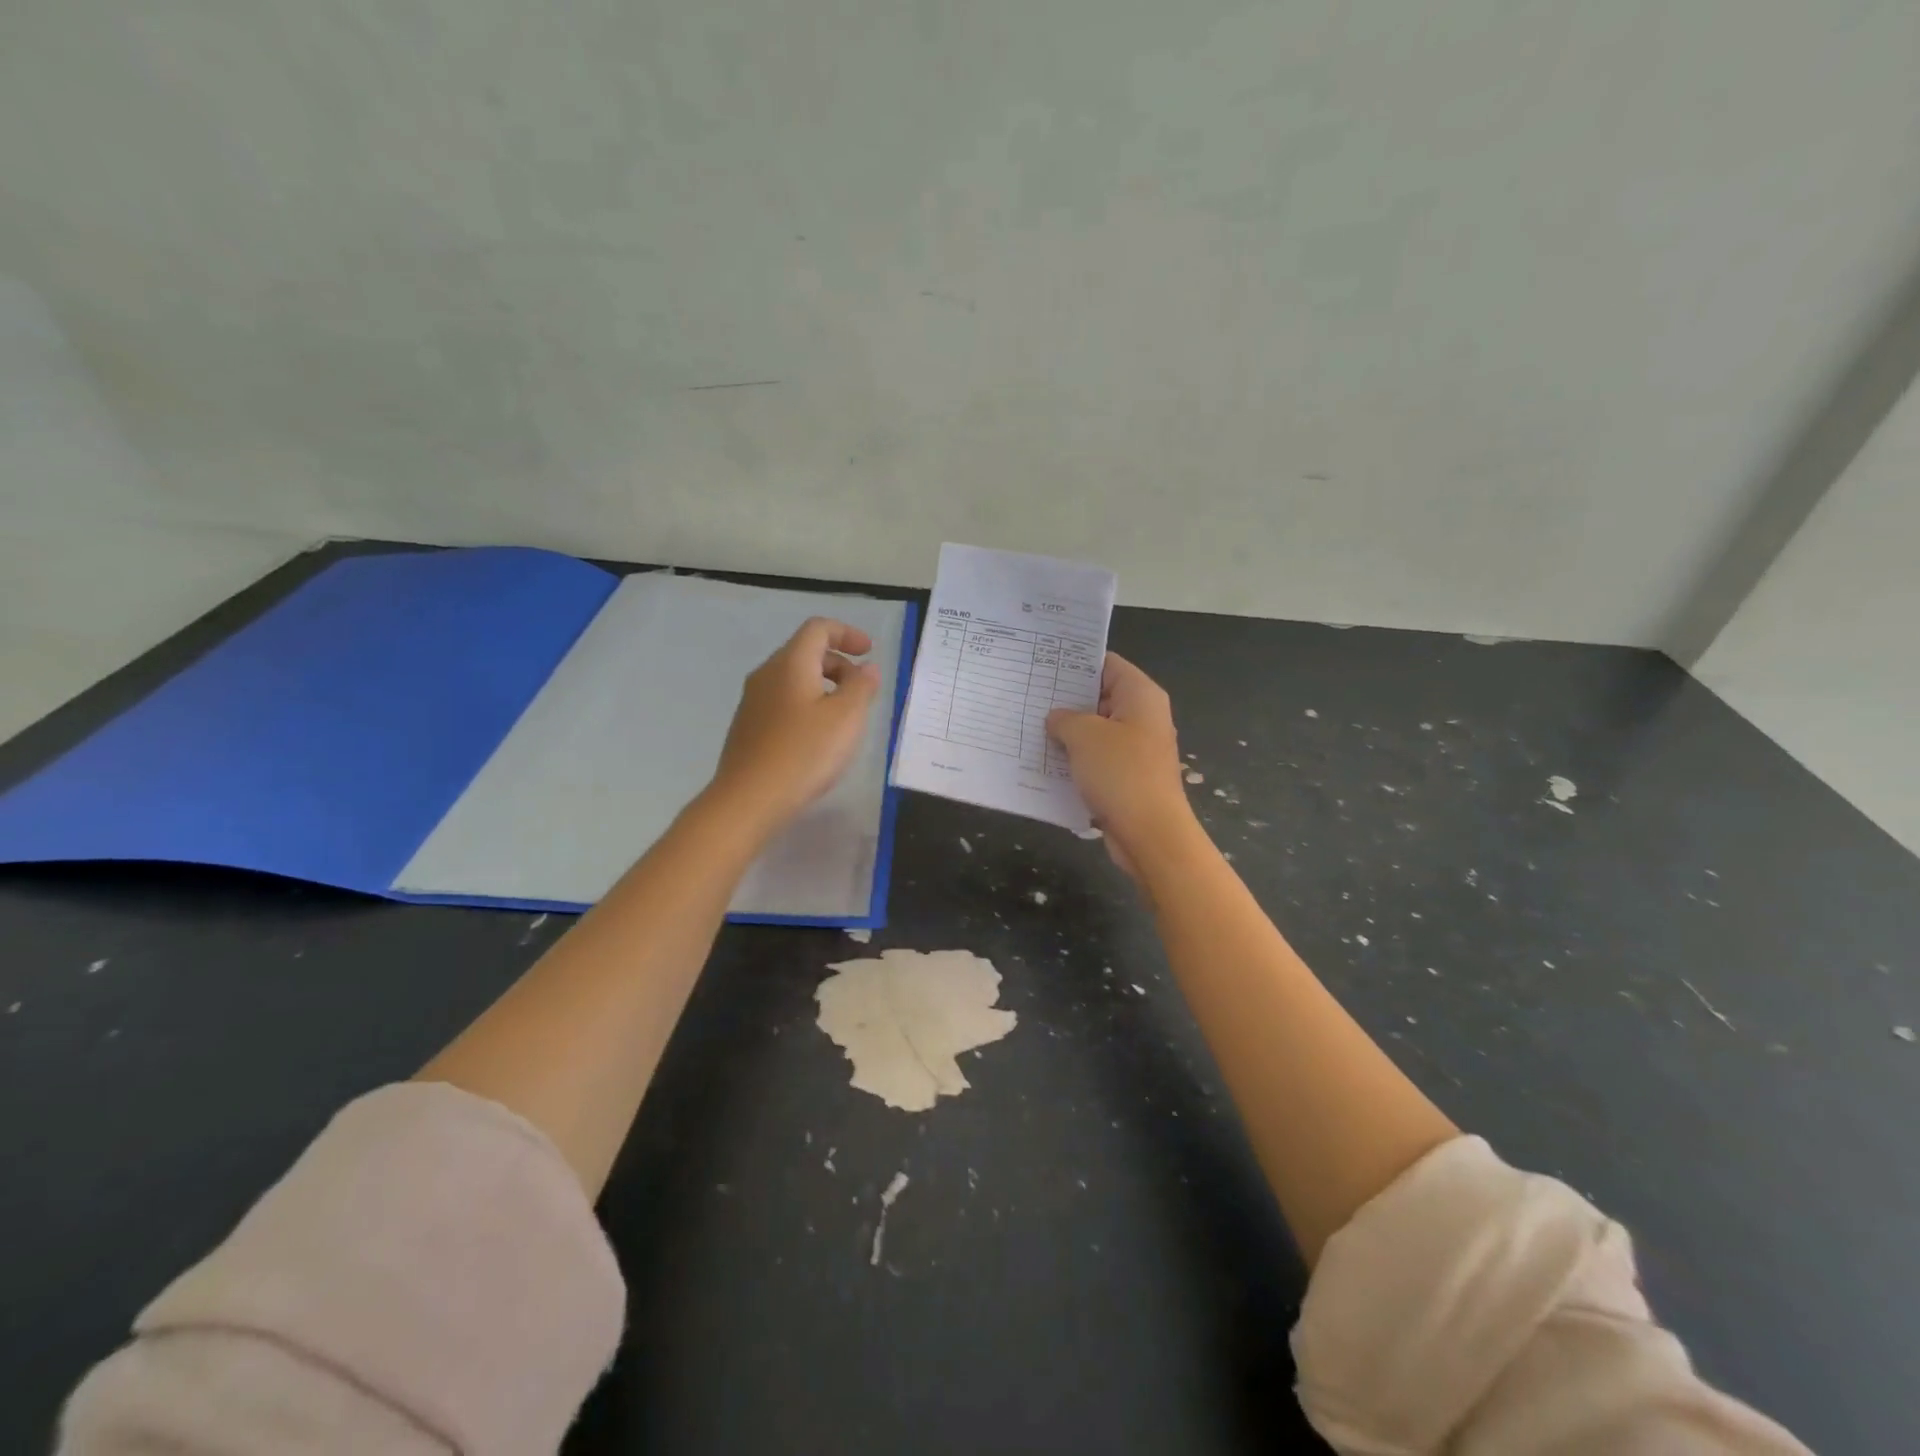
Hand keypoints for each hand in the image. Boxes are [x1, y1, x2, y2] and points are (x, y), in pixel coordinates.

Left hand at [710, 617, 882, 834]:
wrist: (748, 799)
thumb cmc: (804, 753)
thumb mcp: (846, 718)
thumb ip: (862, 687)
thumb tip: (867, 668)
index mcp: (790, 664)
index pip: (818, 629)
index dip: (847, 633)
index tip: (869, 653)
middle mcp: (767, 674)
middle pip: (805, 652)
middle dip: (839, 663)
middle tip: (862, 690)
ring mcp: (753, 701)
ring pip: (794, 678)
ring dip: (824, 686)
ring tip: (844, 717)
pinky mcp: (748, 726)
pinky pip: (783, 701)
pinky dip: (807, 705)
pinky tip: (818, 737)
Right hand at [1046, 653, 1197, 875]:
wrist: (1149, 834)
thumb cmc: (1120, 773)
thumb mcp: (1084, 736)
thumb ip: (1064, 719)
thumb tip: (1056, 718)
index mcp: (1141, 695)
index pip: (1106, 664)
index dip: (1075, 663)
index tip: (1042, 665)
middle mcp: (1143, 717)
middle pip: (1101, 697)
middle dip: (1066, 699)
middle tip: (1028, 696)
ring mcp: (1137, 749)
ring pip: (1096, 731)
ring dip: (1068, 733)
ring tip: (1029, 727)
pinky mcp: (1128, 777)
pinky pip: (1097, 759)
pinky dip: (1076, 759)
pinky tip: (1045, 762)